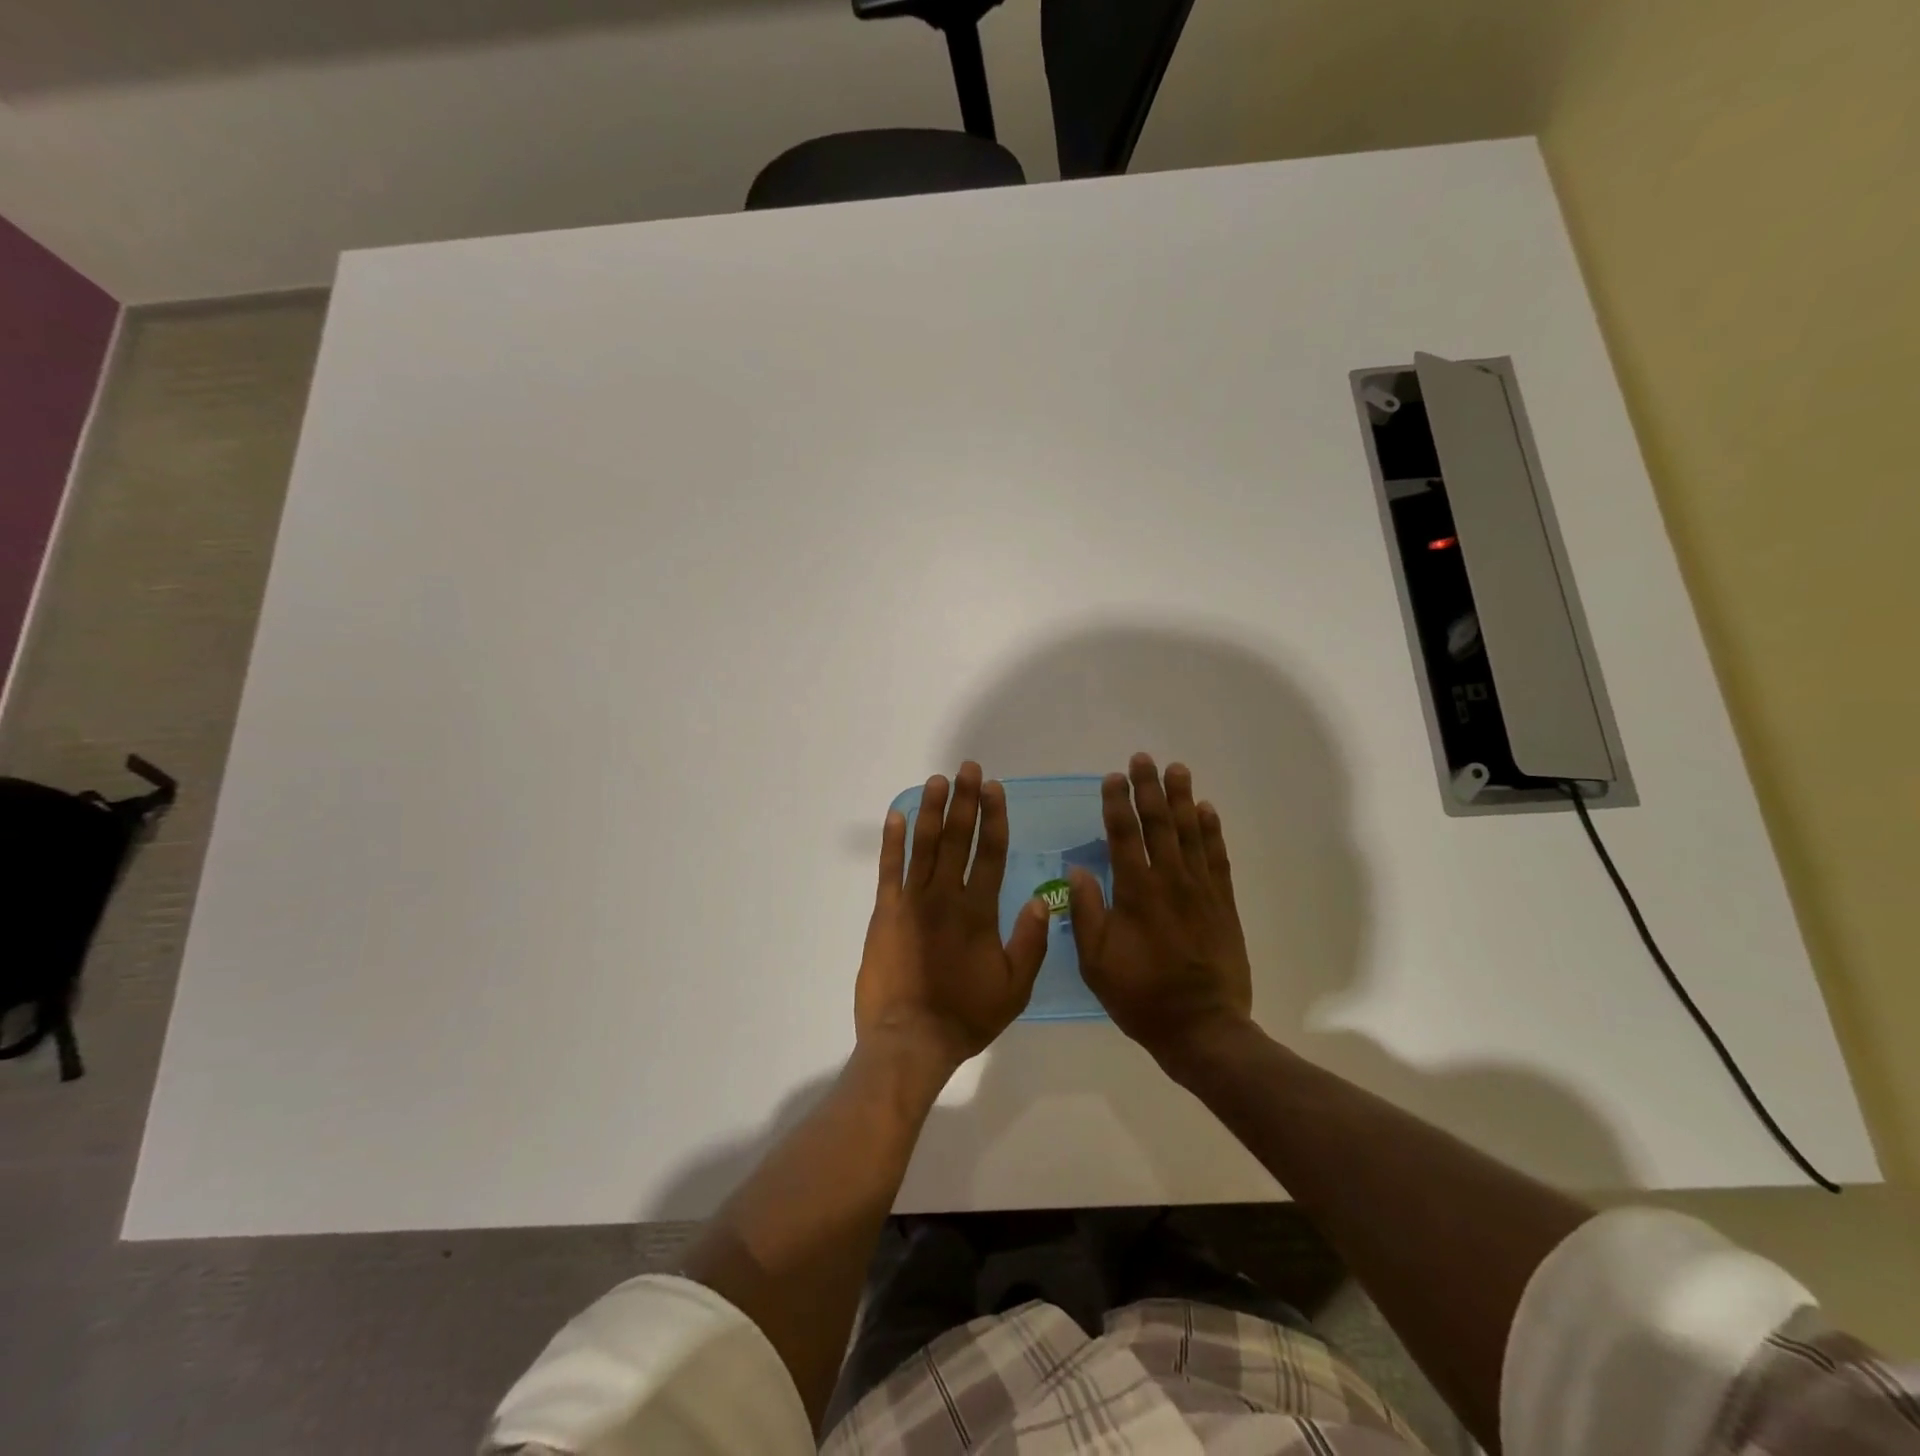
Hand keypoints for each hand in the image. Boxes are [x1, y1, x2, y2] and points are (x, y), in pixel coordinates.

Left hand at [855, 762, 1049, 1070]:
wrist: (910, 1038)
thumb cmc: (966, 1015)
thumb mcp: (1015, 987)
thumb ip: (1030, 941)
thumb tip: (1040, 898)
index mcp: (980, 911)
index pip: (991, 853)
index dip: (994, 818)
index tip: (994, 789)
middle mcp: (947, 896)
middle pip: (958, 838)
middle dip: (964, 800)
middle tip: (968, 769)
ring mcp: (912, 901)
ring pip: (924, 845)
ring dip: (932, 810)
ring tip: (937, 780)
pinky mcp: (885, 911)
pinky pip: (889, 868)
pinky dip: (893, 840)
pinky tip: (897, 815)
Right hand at [1067, 754, 1254, 1066]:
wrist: (1202, 1027)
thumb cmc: (1141, 996)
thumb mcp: (1096, 962)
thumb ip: (1086, 913)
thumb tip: (1077, 869)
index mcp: (1135, 893)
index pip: (1123, 836)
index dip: (1117, 804)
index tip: (1112, 778)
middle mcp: (1170, 882)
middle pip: (1158, 825)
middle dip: (1149, 789)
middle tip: (1144, 759)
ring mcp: (1201, 891)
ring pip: (1190, 834)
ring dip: (1182, 799)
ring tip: (1177, 770)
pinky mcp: (1223, 904)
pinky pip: (1218, 858)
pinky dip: (1212, 832)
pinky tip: (1207, 810)